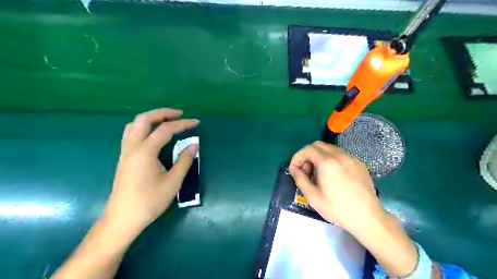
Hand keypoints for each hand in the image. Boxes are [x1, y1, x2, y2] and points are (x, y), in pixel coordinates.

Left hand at [103, 108, 198, 233]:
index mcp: (145, 152)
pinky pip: (131, 133)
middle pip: (144, 119)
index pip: (166, 129)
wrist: (123, 218)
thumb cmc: (150, 201)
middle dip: (163, 113)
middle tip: (179, 115)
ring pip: (134, 124)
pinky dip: (144, 127)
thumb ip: (184, 161)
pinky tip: (153, 135)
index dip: (183, 124)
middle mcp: (132, 147)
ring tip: (167, 121)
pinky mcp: (124, 158)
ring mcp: (125, 152)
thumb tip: (194, 145)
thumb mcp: (173, 182)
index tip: (196, 123)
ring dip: (151, 118)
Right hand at [289, 140, 385, 231]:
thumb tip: (293, 169)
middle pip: (318, 145)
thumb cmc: (337, 208)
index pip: (307, 149)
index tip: (294, 169)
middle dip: (308, 155)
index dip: (297, 157)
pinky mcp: (359, 163)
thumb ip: (300, 179)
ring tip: (319, 174)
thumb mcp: (313, 196)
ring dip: (319, 156)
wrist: (367, 217)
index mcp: (327, 162)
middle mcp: (340, 155)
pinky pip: (340, 154)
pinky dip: (331, 159)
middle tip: (306, 171)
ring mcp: (351, 158)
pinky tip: (333, 174)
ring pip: (329, 148)